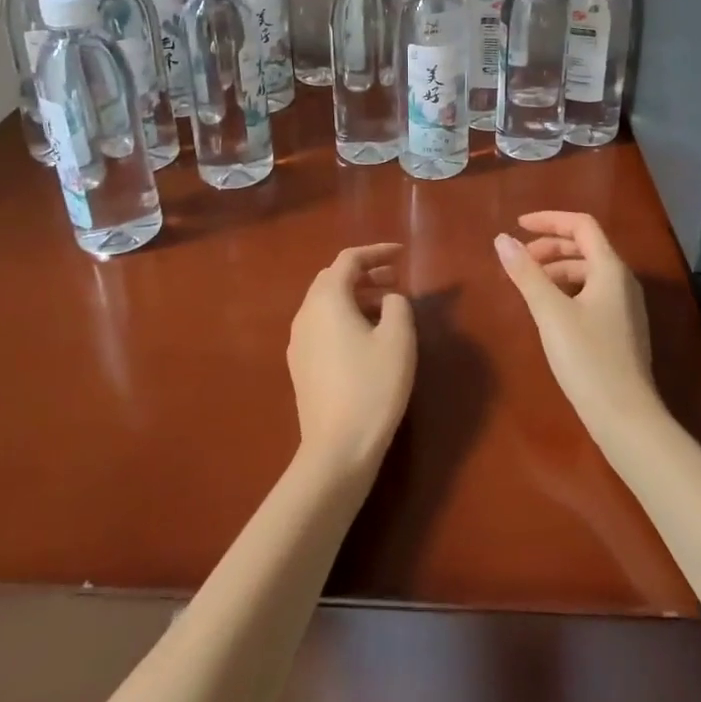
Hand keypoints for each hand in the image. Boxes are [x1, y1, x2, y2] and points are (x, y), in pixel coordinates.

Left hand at [287, 243, 416, 479]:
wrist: (337, 449)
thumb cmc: (372, 387)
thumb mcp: (399, 339)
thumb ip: (398, 305)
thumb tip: (389, 299)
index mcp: (327, 300)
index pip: (348, 260)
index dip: (376, 252)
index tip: (401, 254)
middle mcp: (306, 314)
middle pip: (333, 279)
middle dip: (364, 273)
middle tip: (395, 279)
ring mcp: (299, 342)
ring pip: (326, 303)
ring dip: (355, 296)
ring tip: (386, 307)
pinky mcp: (300, 366)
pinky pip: (322, 325)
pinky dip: (344, 317)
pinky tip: (366, 337)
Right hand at [494, 212, 659, 440]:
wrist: (626, 418)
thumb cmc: (588, 359)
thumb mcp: (551, 313)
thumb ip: (526, 273)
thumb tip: (502, 239)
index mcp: (610, 269)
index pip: (582, 225)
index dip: (549, 220)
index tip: (518, 226)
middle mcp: (622, 281)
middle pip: (585, 246)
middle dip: (550, 246)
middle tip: (519, 259)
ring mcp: (624, 306)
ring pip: (587, 272)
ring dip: (556, 269)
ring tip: (528, 284)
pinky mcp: (620, 329)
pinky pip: (591, 293)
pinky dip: (566, 290)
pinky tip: (548, 310)